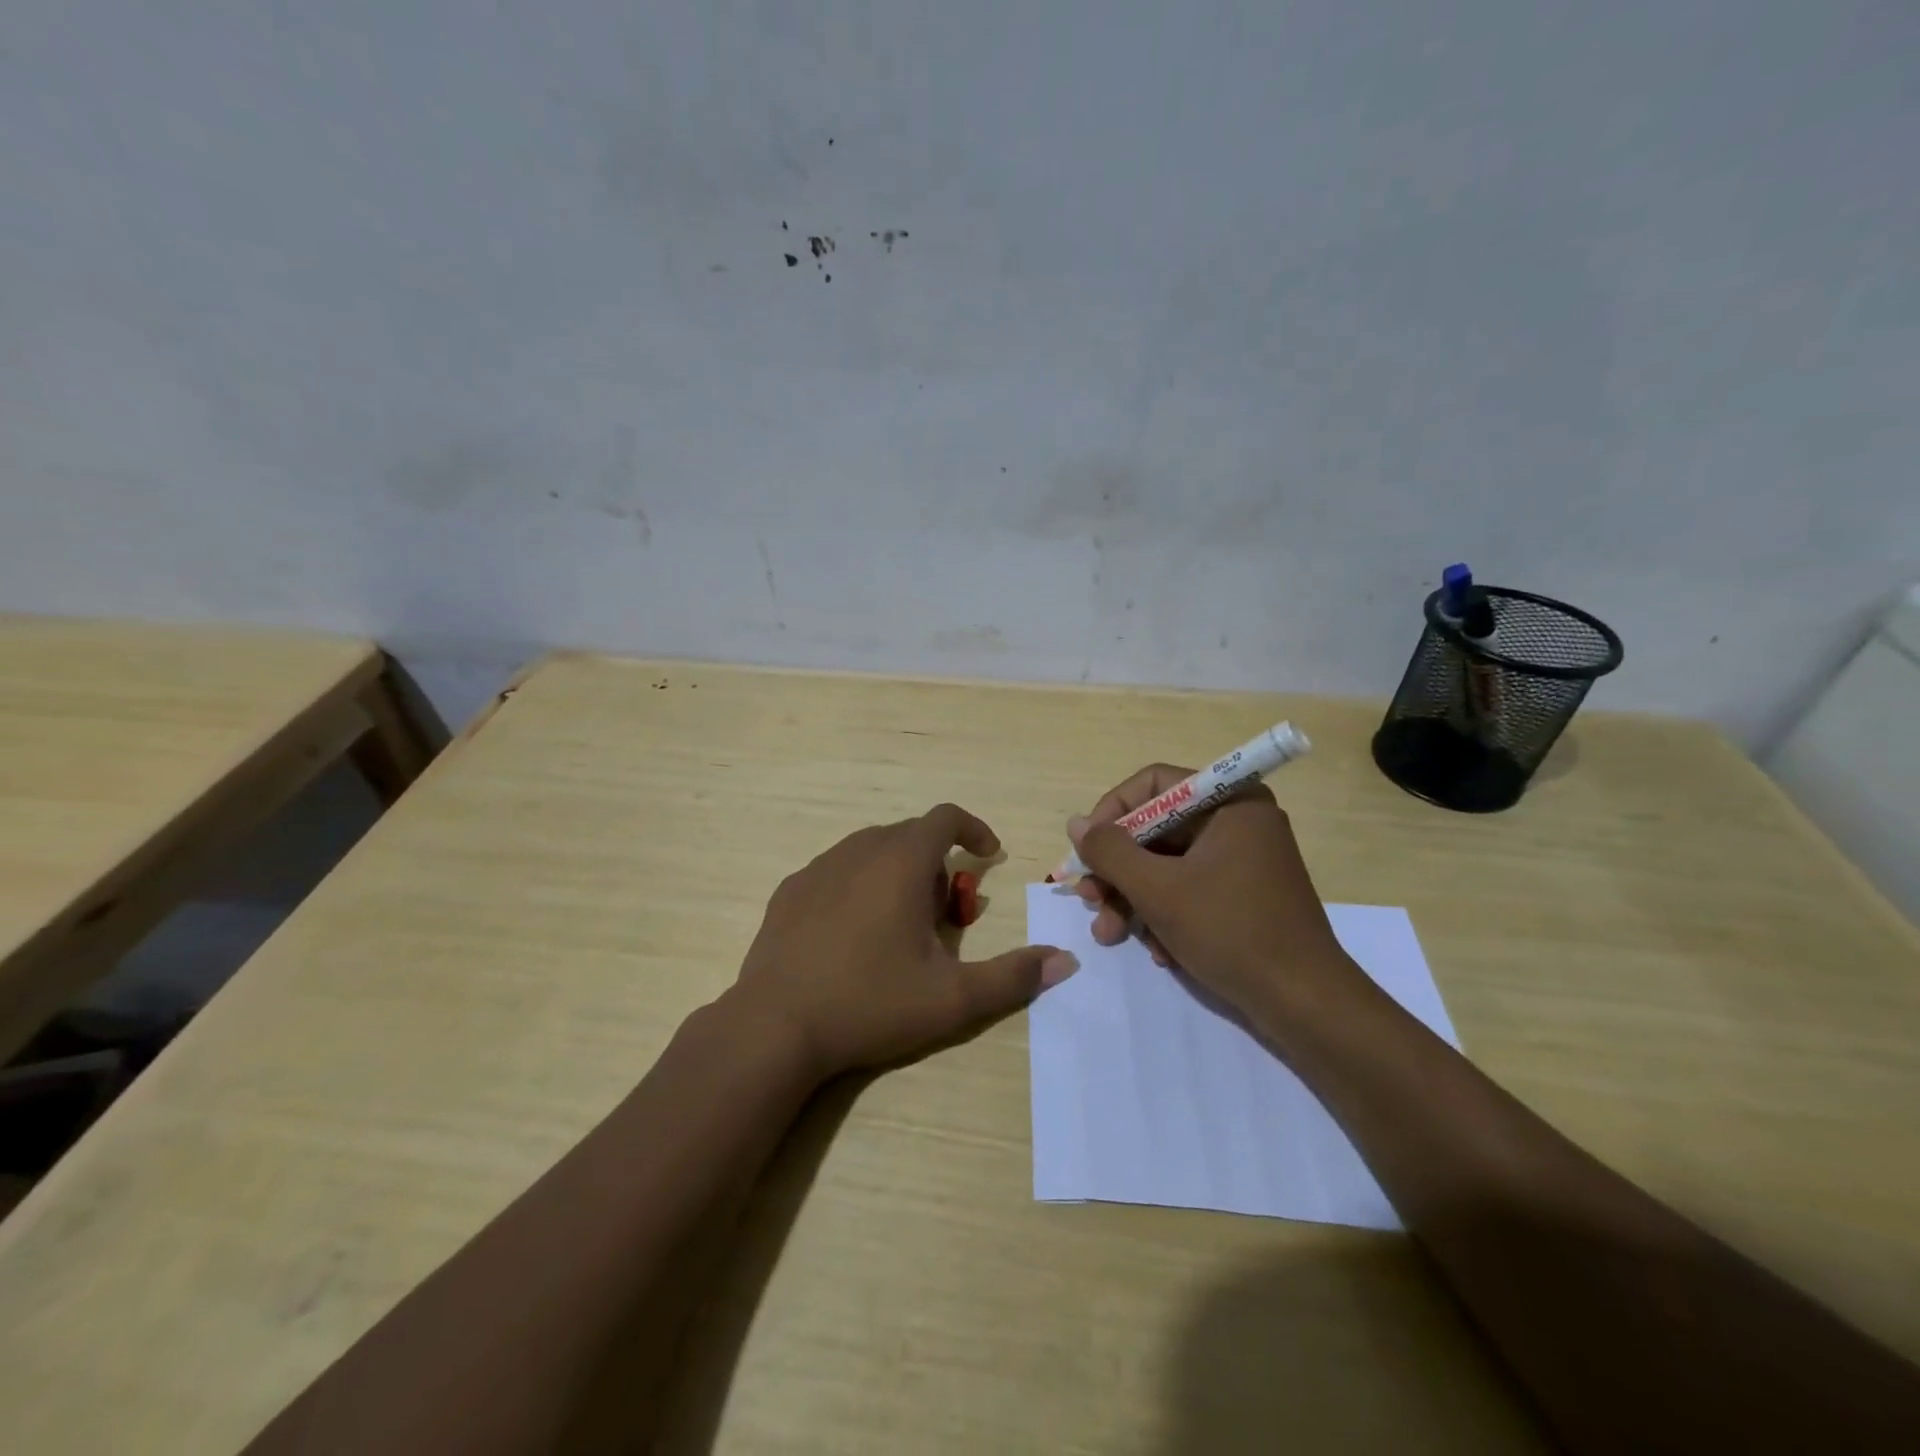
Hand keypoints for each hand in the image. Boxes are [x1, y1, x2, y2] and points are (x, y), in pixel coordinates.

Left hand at [735, 803, 1077, 1077]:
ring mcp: (818, 868)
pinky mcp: (789, 891)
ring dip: (897, 873)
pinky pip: (836, 871)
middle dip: (937, 863)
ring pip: (871, 851)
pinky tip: (853, 934)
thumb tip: (1065, 961)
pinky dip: (859, 886)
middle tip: (945, 913)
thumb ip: (1013, 976)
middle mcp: (858, 850)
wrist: (774, 1027)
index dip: (973, 830)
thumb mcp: (953, 998)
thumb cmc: (870, 1003)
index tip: (988, 856)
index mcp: (900, 861)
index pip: (945, 817)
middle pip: (910, 836)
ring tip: (901, 925)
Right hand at [1069, 765, 1359, 1035]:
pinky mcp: (1244, 894)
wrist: (1305, 1003)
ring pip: (1168, 864)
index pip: (1154, 784)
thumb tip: (1076, 824)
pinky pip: (1190, 888)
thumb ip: (1110, 852)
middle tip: (1090, 899)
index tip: (1087, 850)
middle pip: (1157, 829)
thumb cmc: (1231, 931)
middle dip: (1118, 869)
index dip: (1112, 812)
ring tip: (1110, 935)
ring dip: (1133, 899)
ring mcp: (1243, 859)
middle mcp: (1238, 821)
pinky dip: (1165, 914)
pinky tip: (1158, 951)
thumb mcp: (1158, 890)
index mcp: (1229, 802)